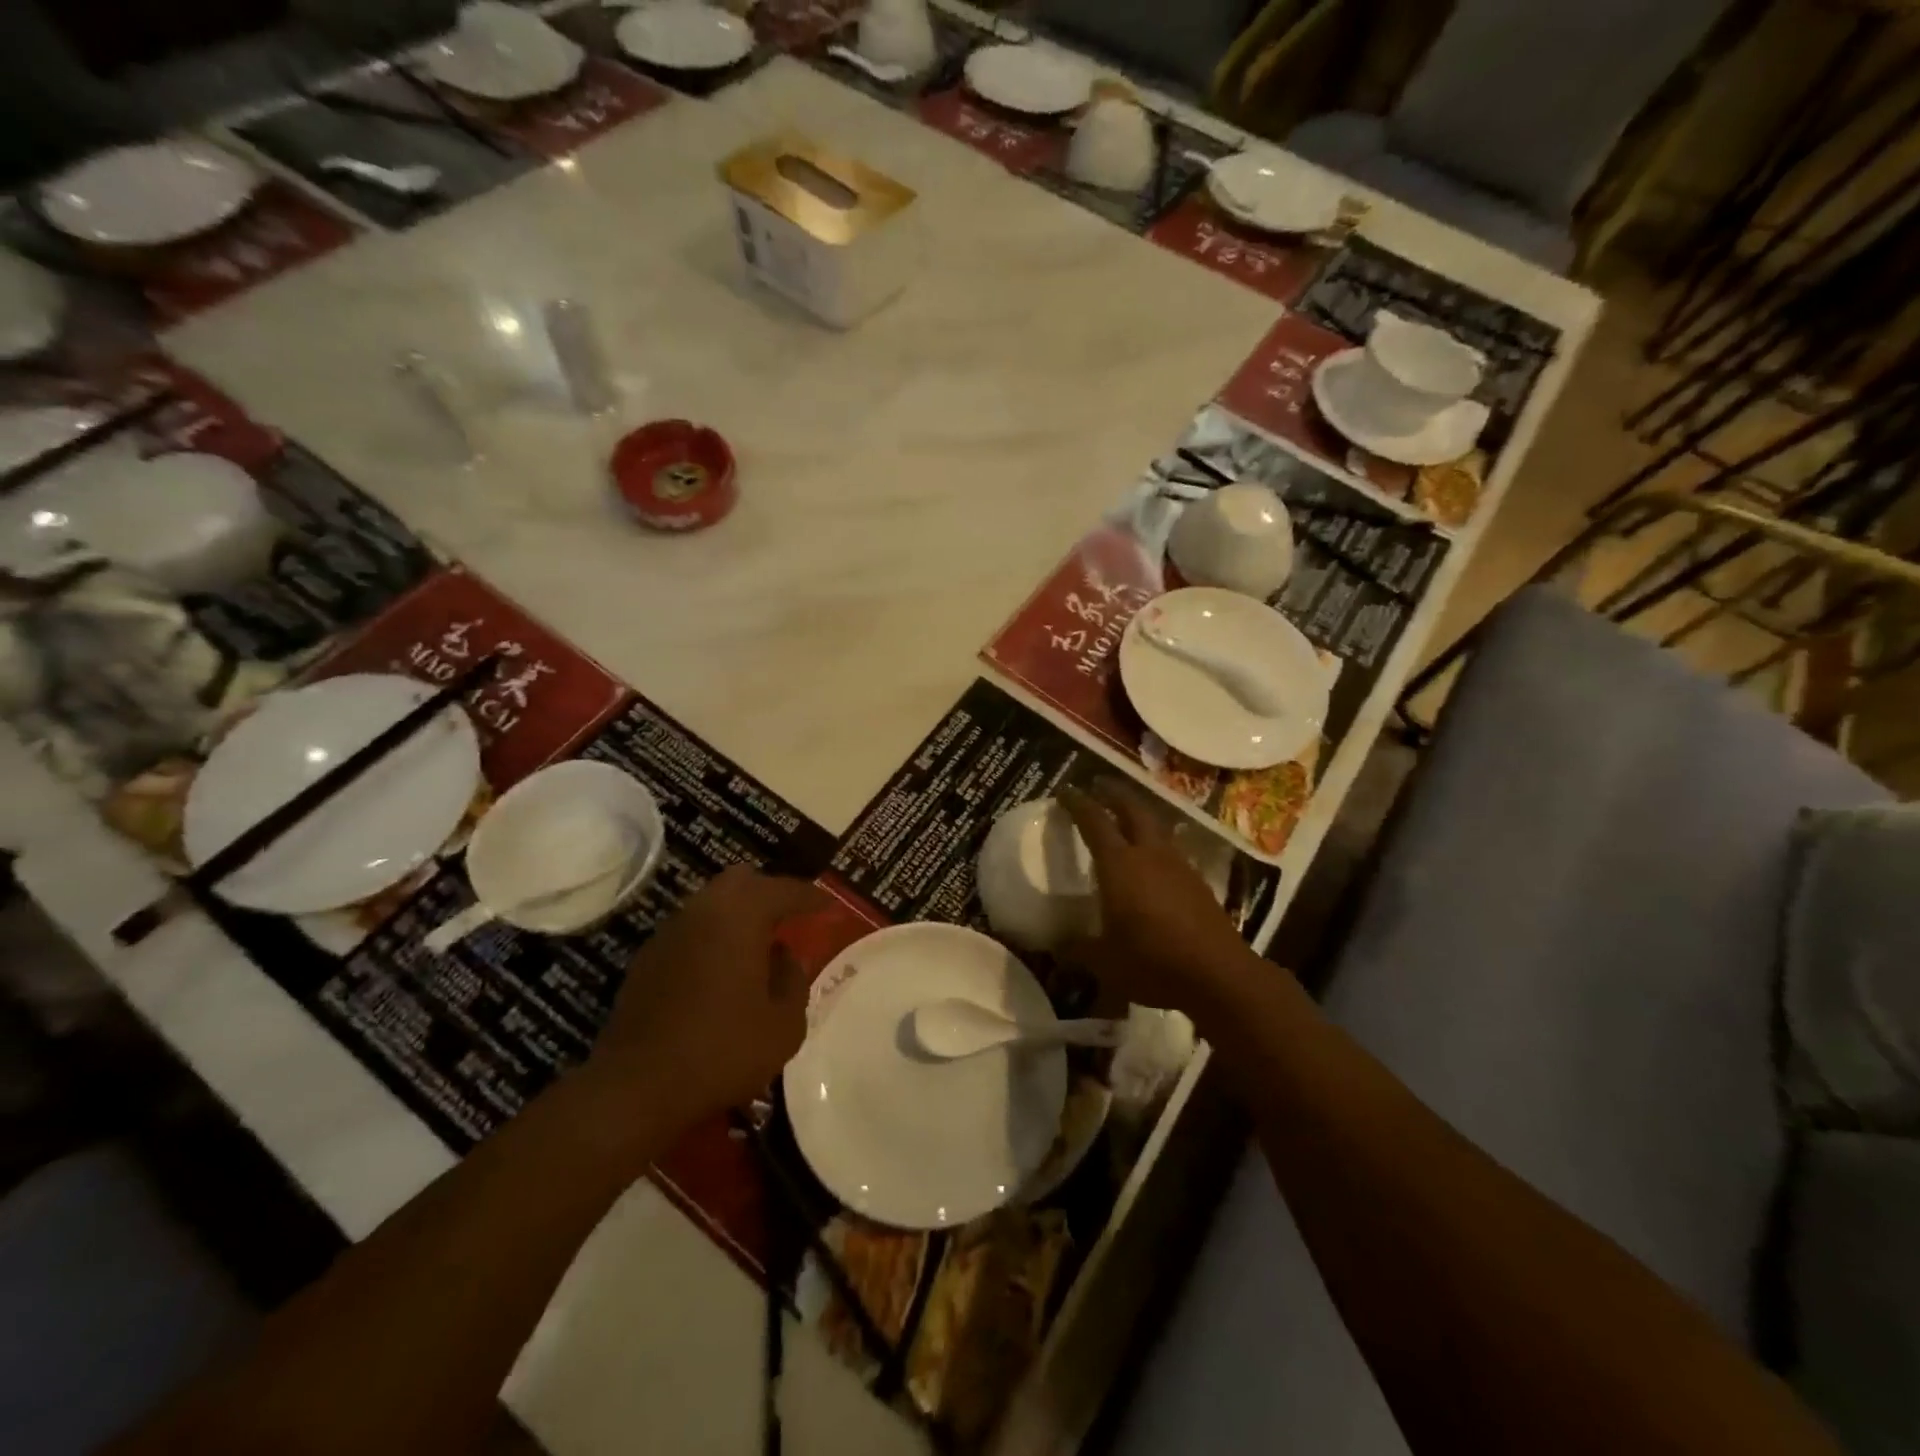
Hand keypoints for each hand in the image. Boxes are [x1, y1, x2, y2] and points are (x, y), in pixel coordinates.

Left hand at [588, 865, 826, 1128]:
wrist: (637, 1087)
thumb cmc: (723, 1050)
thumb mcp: (784, 1025)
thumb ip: (794, 981)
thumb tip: (784, 959)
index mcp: (742, 915)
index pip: (786, 890)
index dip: (812, 898)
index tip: (830, 907)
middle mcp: (704, 910)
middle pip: (742, 882)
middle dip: (770, 894)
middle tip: (790, 919)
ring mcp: (670, 932)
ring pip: (712, 904)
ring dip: (738, 916)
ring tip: (758, 947)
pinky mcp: (647, 958)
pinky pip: (691, 931)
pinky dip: (712, 938)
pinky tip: (721, 972)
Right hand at [1059, 782, 1253, 1015]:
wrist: (1219, 975)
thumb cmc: (1153, 962)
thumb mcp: (1104, 962)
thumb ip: (1077, 948)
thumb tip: (1055, 945)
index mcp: (1120, 865)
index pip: (1094, 821)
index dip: (1078, 803)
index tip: (1065, 790)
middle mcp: (1150, 855)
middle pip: (1133, 810)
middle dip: (1114, 794)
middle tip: (1099, 786)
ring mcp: (1179, 866)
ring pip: (1156, 827)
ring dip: (1139, 816)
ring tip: (1126, 819)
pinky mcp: (1199, 883)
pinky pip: (1171, 850)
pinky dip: (1156, 844)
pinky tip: (1153, 861)